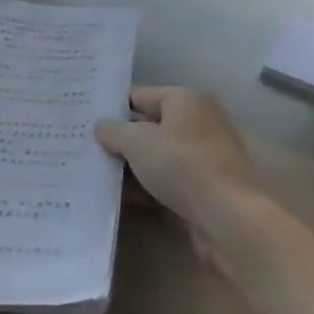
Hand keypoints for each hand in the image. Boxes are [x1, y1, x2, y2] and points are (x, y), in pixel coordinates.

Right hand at [95, 88, 258, 236]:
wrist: (226, 217)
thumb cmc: (180, 165)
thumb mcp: (135, 142)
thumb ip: (113, 130)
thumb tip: (101, 127)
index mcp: (186, 100)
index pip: (139, 96)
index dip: (112, 109)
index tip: (86, 122)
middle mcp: (200, 122)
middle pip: (149, 127)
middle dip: (121, 141)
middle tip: (88, 150)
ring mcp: (206, 156)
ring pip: (159, 156)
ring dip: (133, 167)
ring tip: (101, 177)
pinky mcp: (208, 187)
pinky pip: (170, 180)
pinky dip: (149, 186)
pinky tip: (125, 198)